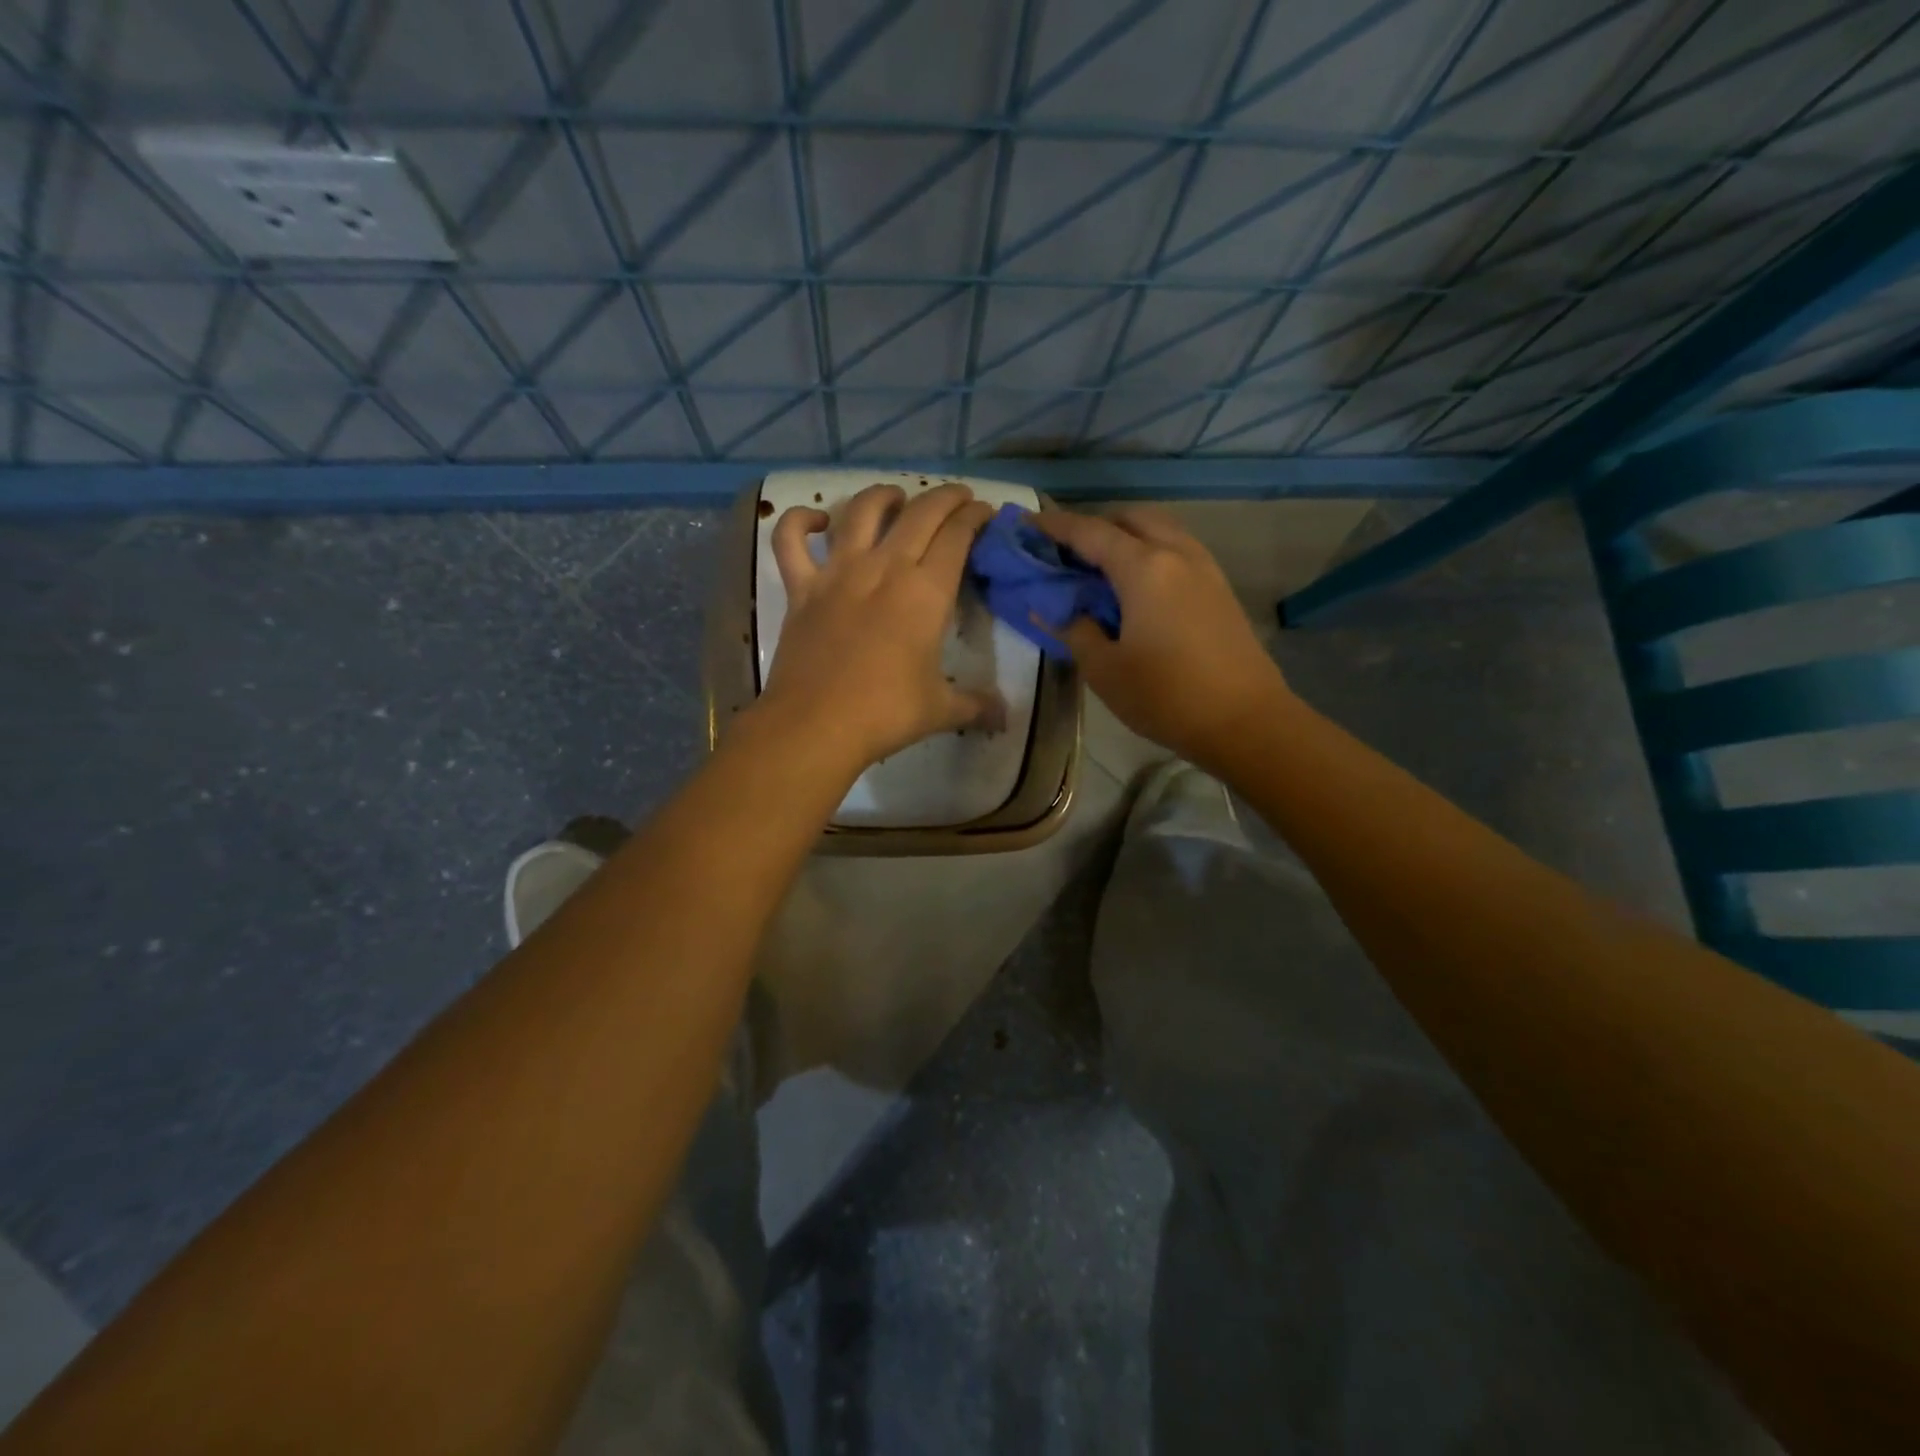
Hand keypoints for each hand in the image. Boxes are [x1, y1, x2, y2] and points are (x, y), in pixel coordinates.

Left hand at [758, 482, 999, 772]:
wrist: (816, 726)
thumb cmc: (885, 714)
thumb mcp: (941, 710)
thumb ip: (976, 706)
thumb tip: (1005, 717)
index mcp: (926, 592)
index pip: (957, 535)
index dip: (975, 517)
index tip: (985, 513)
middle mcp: (884, 568)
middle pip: (920, 513)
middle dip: (945, 497)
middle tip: (958, 498)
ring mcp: (838, 573)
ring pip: (861, 511)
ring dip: (883, 496)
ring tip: (896, 497)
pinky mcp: (802, 588)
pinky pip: (791, 539)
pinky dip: (800, 521)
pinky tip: (817, 521)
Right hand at [1033, 507, 1295, 767]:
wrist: (1245, 720)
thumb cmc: (1166, 696)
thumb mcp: (1104, 669)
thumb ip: (1073, 630)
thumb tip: (1050, 609)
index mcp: (1143, 568)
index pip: (1090, 532)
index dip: (1055, 526)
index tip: (1028, 523)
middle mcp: (1176, 553)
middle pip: (1130, 518)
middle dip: (1095, 525)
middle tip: (1067, 552)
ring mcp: (1204, 568)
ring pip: (1159, 529)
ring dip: (1126, 536)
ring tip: (1100, 568)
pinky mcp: (1219, 587)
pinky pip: (1177, 549)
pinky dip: (1150, 551)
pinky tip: (1137, 586)